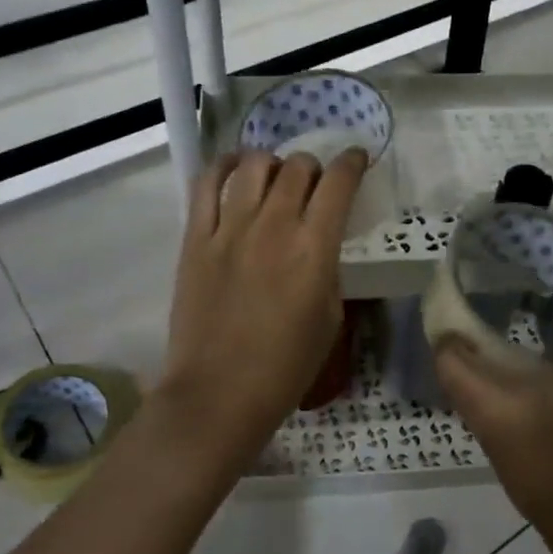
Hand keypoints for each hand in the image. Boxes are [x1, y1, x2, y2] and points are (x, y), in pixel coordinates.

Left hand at [157, 147, 368, 472]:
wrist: (218, 394)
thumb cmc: (285, 367)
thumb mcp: (330, 320)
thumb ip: (328, 271)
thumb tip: (320, 244)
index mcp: (313, 249)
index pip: (338, 183)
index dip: (352, 162)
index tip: (357, 159)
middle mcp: (273, 226)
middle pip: (297, 167)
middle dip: (313, 166)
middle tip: (313, 183)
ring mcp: (230, 229)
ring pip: (254, 166)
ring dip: (273, 163)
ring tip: (274, 177)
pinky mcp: (195, 238)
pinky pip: (206, 184)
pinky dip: (224, 167)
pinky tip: (234, 169)